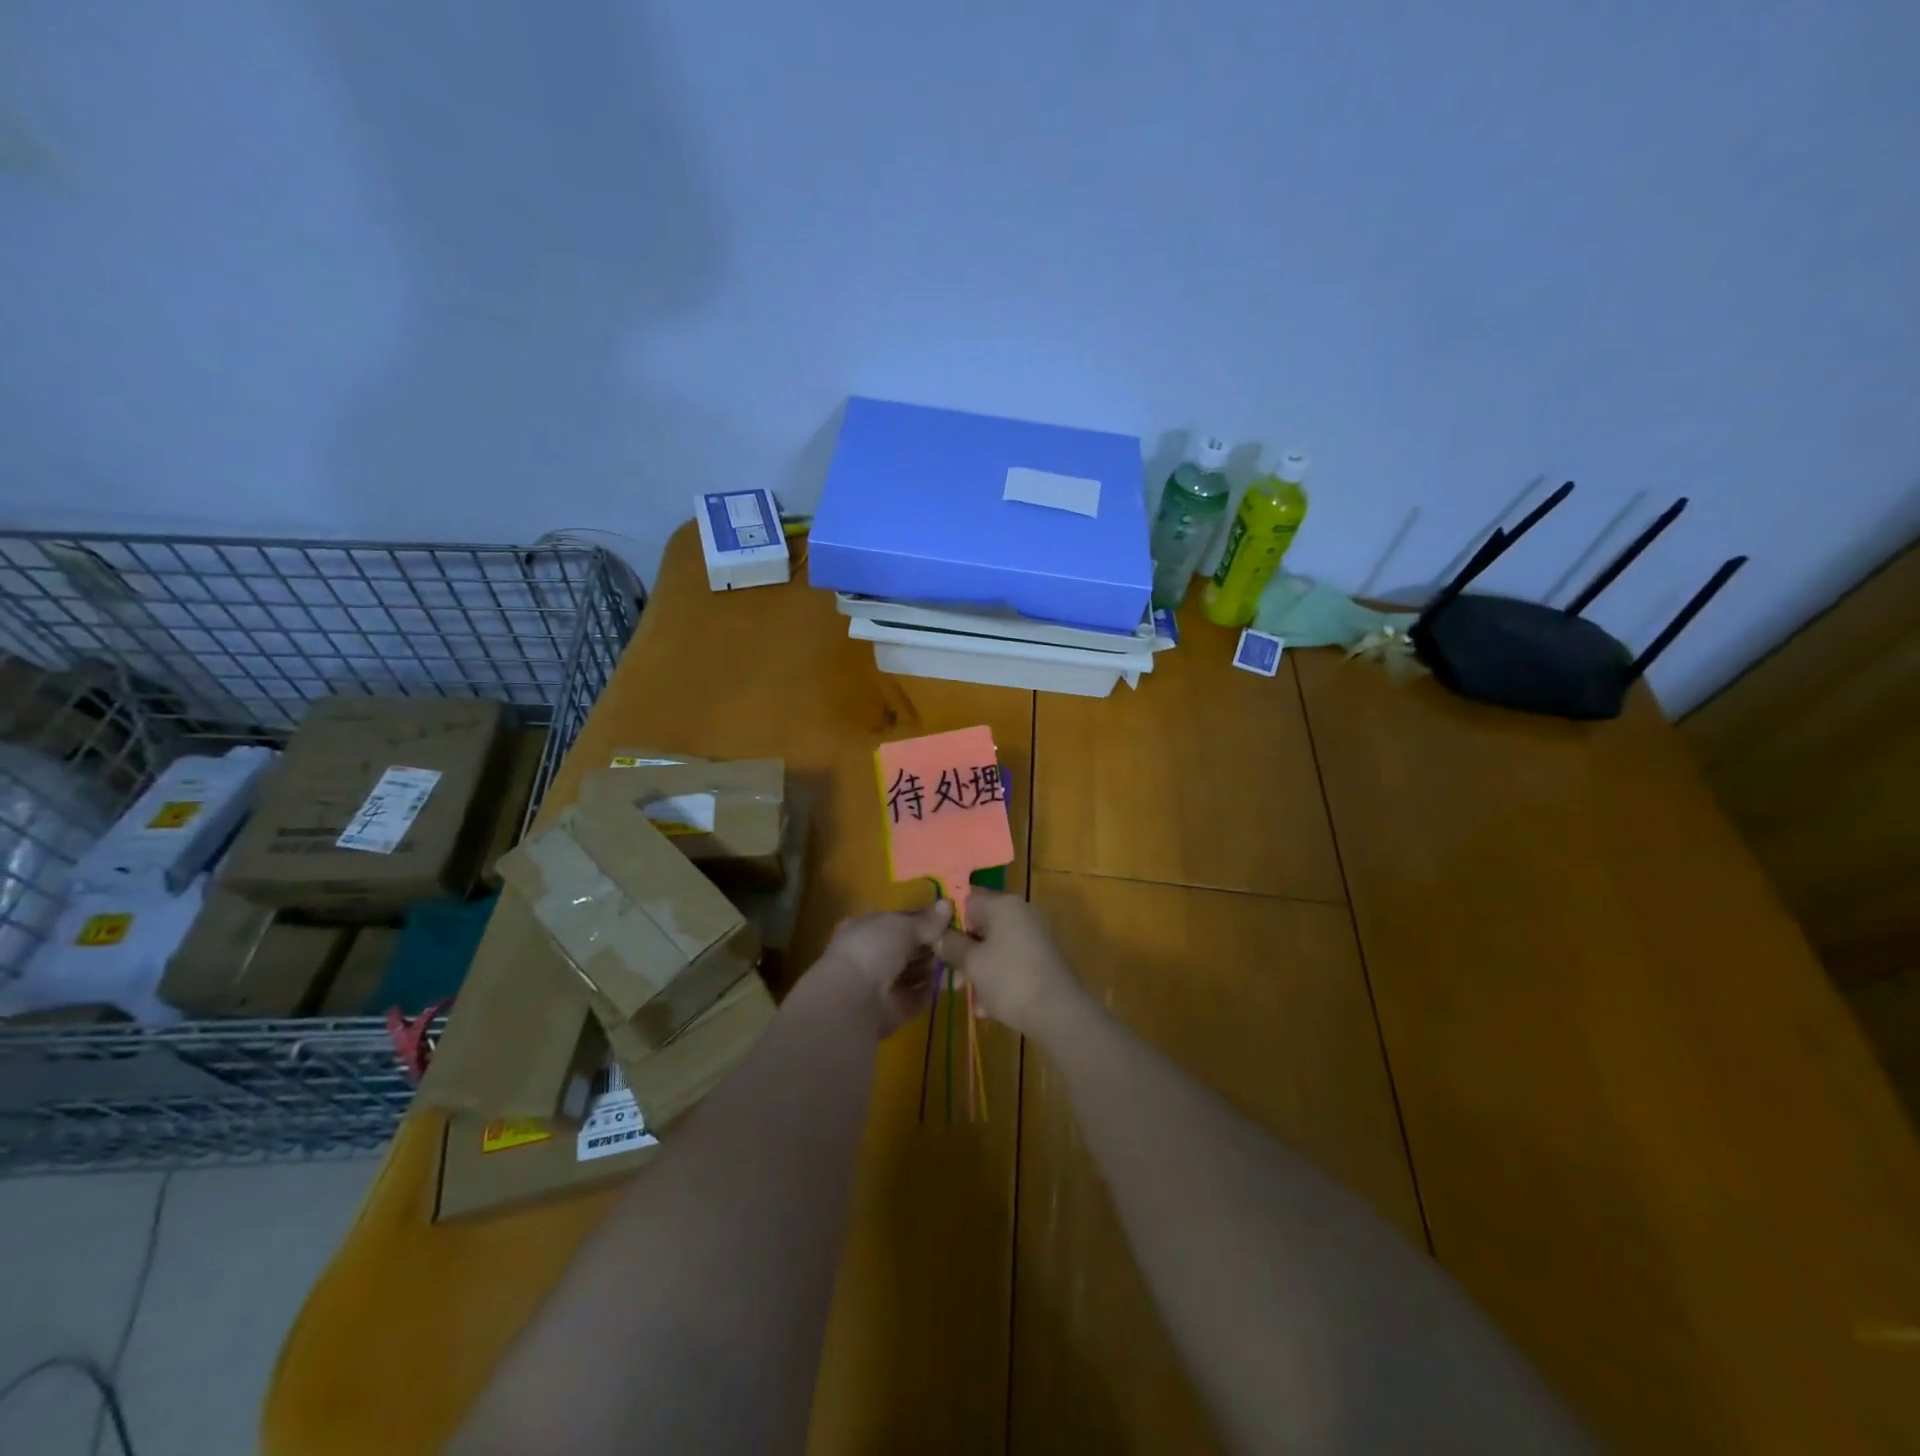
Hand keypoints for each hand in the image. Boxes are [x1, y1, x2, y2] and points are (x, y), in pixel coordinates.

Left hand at [817, 900, 950, 1037]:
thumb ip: (926, 920)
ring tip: (961, 957)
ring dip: (938, 964)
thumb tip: (948, 904)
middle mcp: (874, 954)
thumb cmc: (872, 949)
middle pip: (910, 946)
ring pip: (917, 969)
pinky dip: (937, 986)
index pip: (900, 920)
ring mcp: (884, 982)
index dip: (924, 919)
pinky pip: (921, 992)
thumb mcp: (901, 926)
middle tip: (959, 939)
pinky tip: (957, 977)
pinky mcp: (897, 1006)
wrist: (855, 999)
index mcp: (867, 927)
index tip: (949, 918)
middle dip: (933, 943)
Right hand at [938, 889, 1085, 1041]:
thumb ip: (952, 945)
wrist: (1060, 1013)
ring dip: (979, 971)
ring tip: (973, 1000)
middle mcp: (1022, 913)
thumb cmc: (1010, 979)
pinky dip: (999, 979)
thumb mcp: (973, 963)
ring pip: (996, 948)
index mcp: (1004, 904)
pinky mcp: (1044, 959)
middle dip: (964, 953)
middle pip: (982, 926)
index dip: (948, 922)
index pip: (967, 901)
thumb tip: (939, 936)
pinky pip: (1012, 962)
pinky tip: (990, 1007)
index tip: (937, 945)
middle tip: (953, 980)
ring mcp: (1035, 936)